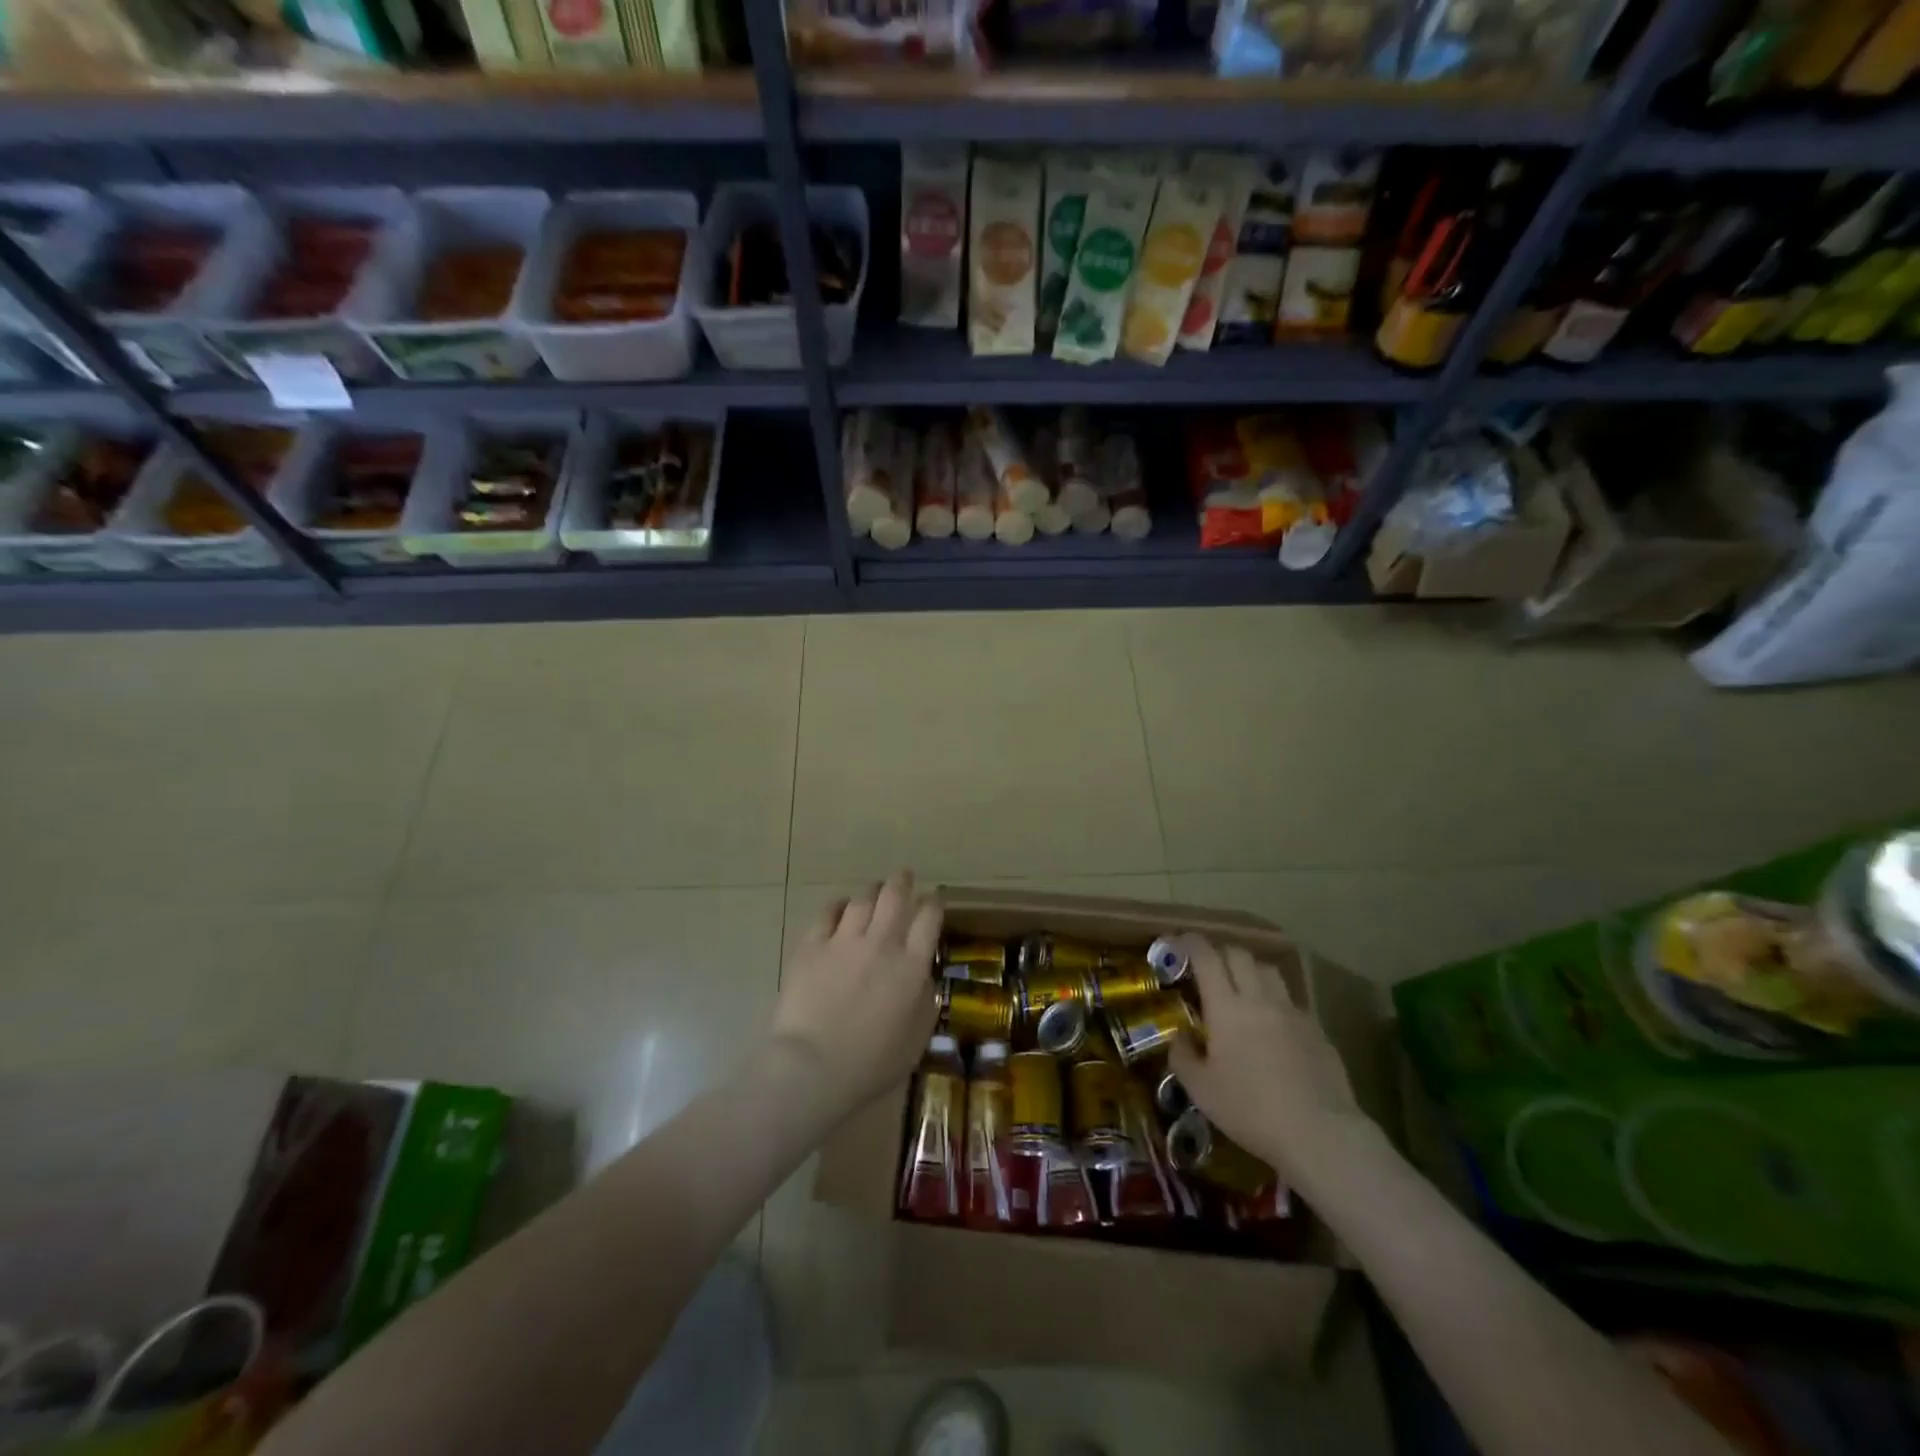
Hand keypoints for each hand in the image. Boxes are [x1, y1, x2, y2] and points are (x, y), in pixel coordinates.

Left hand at [769, 871, 942, 1121]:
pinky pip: (827, 913)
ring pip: (862, 899)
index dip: (934, 904)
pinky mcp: (812, 946)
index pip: (929, 918)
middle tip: (904, 877)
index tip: (933, 901)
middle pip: (895, 896)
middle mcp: (881, 943)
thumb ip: (925, 1002)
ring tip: (874, 890)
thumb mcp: (916, 1040)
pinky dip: (837, 906)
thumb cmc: (871, 1064)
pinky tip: (839, 907)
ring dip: (871, 891)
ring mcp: (844, 941)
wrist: (813, 1067)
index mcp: (911, 966)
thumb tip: (923, 977)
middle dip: (902, 881)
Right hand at [1168, 934, 1371, 1187]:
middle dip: (1220, 953)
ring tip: (1242, 989)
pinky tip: (1273, 1025)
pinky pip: (1291, 1000)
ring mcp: (1292, 1012)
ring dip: (1250, 971)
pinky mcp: (1317, 1030)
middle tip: (1208, 968)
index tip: (1180, 942)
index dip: (1191, 943)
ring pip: (1269, 971)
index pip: (1206, 957)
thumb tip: (1178, 1036)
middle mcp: (1260, 999)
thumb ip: (1182, 1057)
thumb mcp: (1201, 1090)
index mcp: (1226, 1007)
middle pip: (1240, 955)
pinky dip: (1275, 1000)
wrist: (1320, 1133)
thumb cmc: (1250, 1111)